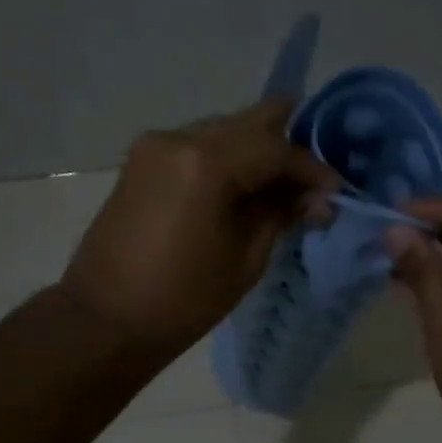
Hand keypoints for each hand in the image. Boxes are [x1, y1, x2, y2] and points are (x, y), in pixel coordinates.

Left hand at [61, 99, 337, 365]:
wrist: (106, 320)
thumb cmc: (183, 301)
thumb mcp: (245, 260)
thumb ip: (280, 215)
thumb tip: (316, 197)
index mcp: (206, 163)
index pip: (275, 147)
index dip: (311, 167)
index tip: (336, 190)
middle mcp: (178, 138)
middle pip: (249, 122)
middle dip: (287, 145)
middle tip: (314, 178)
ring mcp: (155, 145)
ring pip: (224, 130)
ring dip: (257, 151)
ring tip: (283, 187)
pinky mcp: (143, 161)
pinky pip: (199, 146)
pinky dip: (228, 159)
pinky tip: (246, 186)